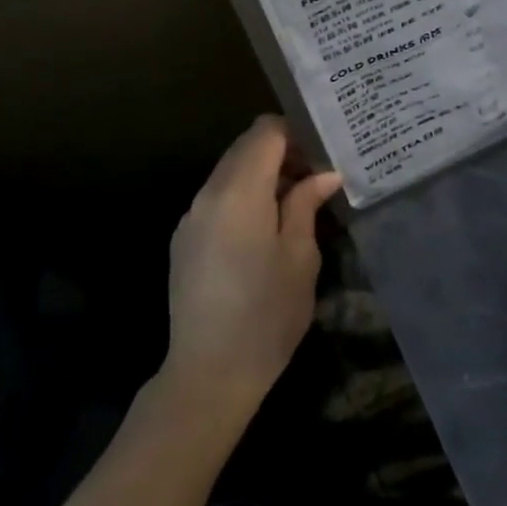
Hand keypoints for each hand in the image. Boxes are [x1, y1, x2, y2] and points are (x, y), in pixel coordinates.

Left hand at [162, 116, 341, 422]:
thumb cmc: (266, 314)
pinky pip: (217, 198)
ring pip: (229, 171)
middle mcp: (208, 193)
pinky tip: (263, 229)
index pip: (265, 131)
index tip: (321, 153)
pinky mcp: (184, 238)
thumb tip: (323, 174)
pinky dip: (242, 196)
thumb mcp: (299, 257)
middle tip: (314, 177)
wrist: (208, 374)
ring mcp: (191, 215)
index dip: (295, 132)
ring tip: (293, 203)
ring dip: (261, 175)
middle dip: (280, 152)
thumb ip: (306, 204)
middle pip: (245, 147)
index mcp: (239, 191)